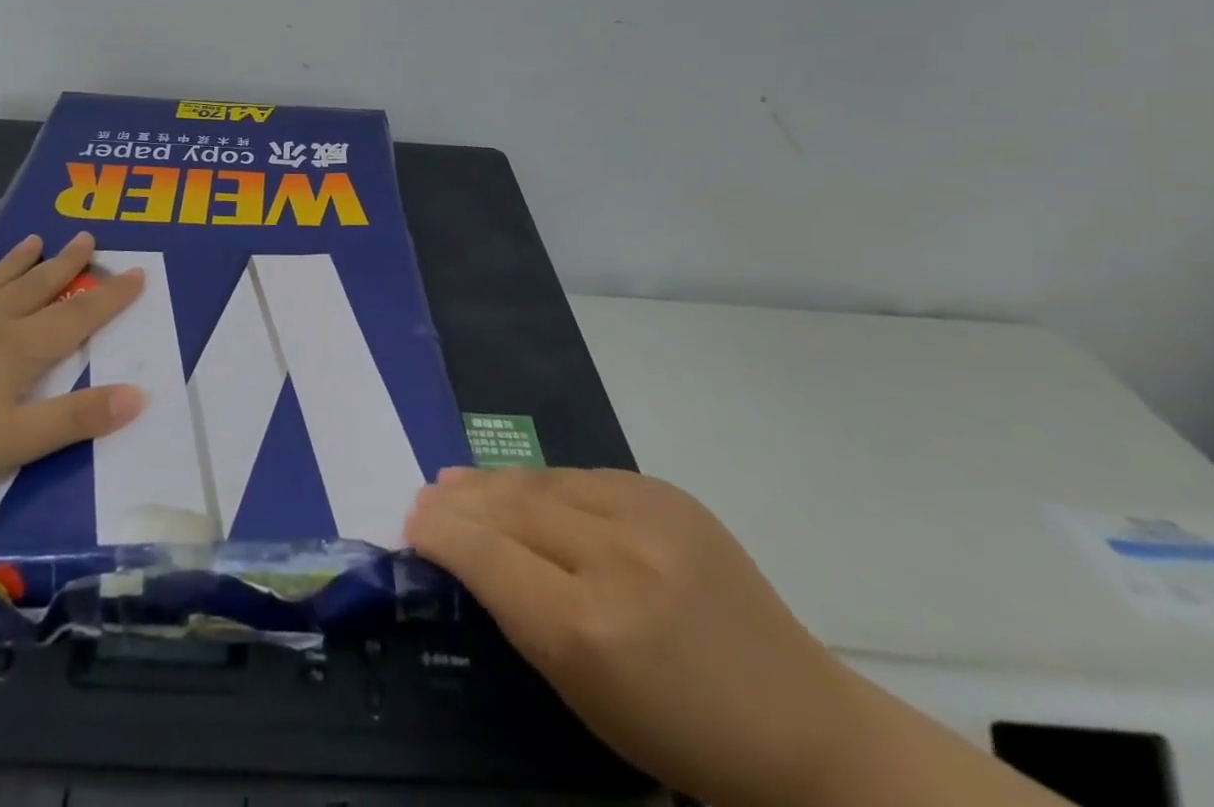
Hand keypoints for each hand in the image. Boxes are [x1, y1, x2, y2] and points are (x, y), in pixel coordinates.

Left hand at [0, 233, 146, 517]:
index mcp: (17, 350)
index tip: (138, 272)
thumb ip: (75, 420)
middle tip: (87, 236)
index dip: (111, 297)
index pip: (77, 316)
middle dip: (67, 264)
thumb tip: (139, 395)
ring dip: (19, 261)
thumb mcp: (11, 445)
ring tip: (37, 239)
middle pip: (37, 286)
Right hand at [407, 468, 854, 806]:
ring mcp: (648, 514)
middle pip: (511, 507)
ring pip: (542, 481)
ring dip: (495, 482)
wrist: (801, 725)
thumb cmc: (680, 735)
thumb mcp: (583, 695)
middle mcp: (615, 557)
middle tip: (426, 495)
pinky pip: (582, 477)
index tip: (411, 521)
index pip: (489, 557)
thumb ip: (520, 614)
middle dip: (461, 501)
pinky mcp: (668, 493)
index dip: (443, 533)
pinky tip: (522, 487)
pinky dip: (542, 484)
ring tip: (458, 480)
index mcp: (589, 630)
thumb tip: (466, 551)